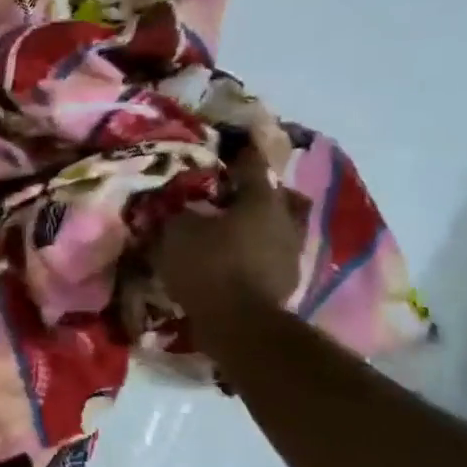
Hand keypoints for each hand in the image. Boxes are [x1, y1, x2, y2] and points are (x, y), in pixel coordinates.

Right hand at [142, 145, 308, 323]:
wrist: (239, 324)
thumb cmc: (209, 267)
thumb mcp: (177, 233)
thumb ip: (177, 212)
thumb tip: (175, 203)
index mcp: (261, 199)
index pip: (251, 165)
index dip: (239, 152)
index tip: (231, 143)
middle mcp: (284, 219)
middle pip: (276, 195)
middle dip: (256, 192)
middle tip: (232, 193)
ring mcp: (290, 252)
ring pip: (277, 225)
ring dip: (259, 224)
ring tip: (232, 229)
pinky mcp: (286, 280)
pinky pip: (271, 254)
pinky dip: (256, 252)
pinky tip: (237, 257)